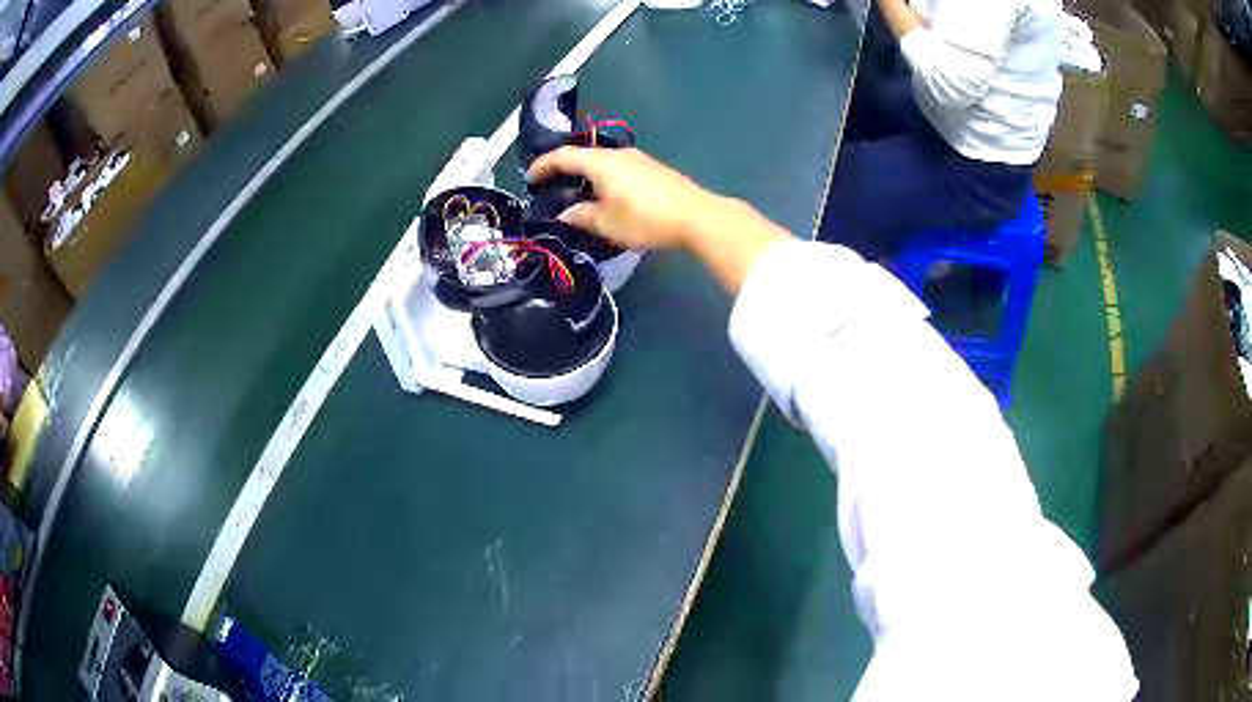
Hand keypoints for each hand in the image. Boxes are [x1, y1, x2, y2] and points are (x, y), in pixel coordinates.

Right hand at [527, 146, 723, 250]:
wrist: (696, 216)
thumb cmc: (645, 219)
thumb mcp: (606, 223)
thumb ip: (581, 216)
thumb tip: (564, 213)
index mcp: (601, 162)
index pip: (563, 156)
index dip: (543, 166)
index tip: (529, 178)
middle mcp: (618, 154)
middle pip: (583, 156)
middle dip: (563, 169)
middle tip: (550, 186)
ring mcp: (639, 159)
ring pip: (602, 162)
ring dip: (585, 175)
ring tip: (576, 194)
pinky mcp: (653, 169)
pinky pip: (618, 168)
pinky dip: (603, 178)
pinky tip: (605, 196)